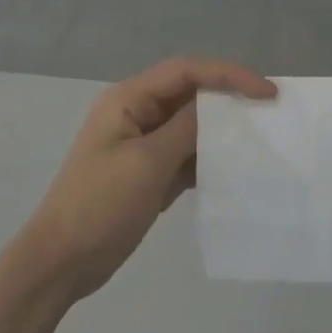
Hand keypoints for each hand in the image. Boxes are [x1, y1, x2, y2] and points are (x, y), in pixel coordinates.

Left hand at [18, 59, 275, 300]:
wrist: (62, 261)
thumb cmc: (100, 205)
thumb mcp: (148, 162)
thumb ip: (186, 128)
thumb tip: (221, 103)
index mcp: (129, 99)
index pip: (187, 71)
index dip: (229, 75)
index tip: (267, 92)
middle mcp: (136, 113)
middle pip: (190, 93)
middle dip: (229, 98)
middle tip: (270, 112)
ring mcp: (142, 143)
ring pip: (191, 125)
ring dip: (222, 129)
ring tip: (260, 138)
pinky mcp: (149, 171)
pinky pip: (186, 154)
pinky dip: (209, 157)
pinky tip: (235, 169)